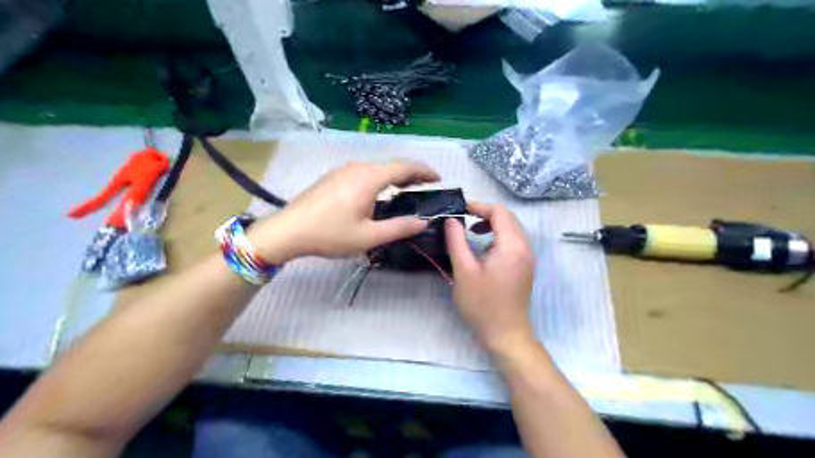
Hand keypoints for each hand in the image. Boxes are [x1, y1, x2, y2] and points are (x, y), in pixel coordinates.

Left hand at [252, 161, 438, 262]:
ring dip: (395, 177)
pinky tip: (379, 194)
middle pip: (391, 165)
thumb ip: (399, 228)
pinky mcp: (333, 177)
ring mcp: (343, 170)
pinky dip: (379, 179)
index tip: (438, 178)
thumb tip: (423, 222)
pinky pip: (364, 173)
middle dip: (412, 174)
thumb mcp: (369, 236)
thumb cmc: (330, 234)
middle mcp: (358, 168)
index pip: (405, 167)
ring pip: (377, 169)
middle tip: (426, 187)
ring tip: (406, 190)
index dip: (424, 171)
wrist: (288, 230)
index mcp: (370, 178)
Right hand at [443, 203, 539, 355]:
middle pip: (508, 217)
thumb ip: (457, 241)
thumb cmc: (482, 305)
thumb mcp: (464, 271)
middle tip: (462, 219)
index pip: (499, 212)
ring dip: (492, 224)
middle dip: (485, 213)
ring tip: (470, 231)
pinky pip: (514, 240)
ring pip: (512, 228)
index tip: (458, 211)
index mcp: (512, 246)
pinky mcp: (525, 266)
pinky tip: (483, 247)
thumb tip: (451, 220)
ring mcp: (528, 257)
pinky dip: (498, 235)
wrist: (506, 334)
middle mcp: (525, 247)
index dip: (478, 206)